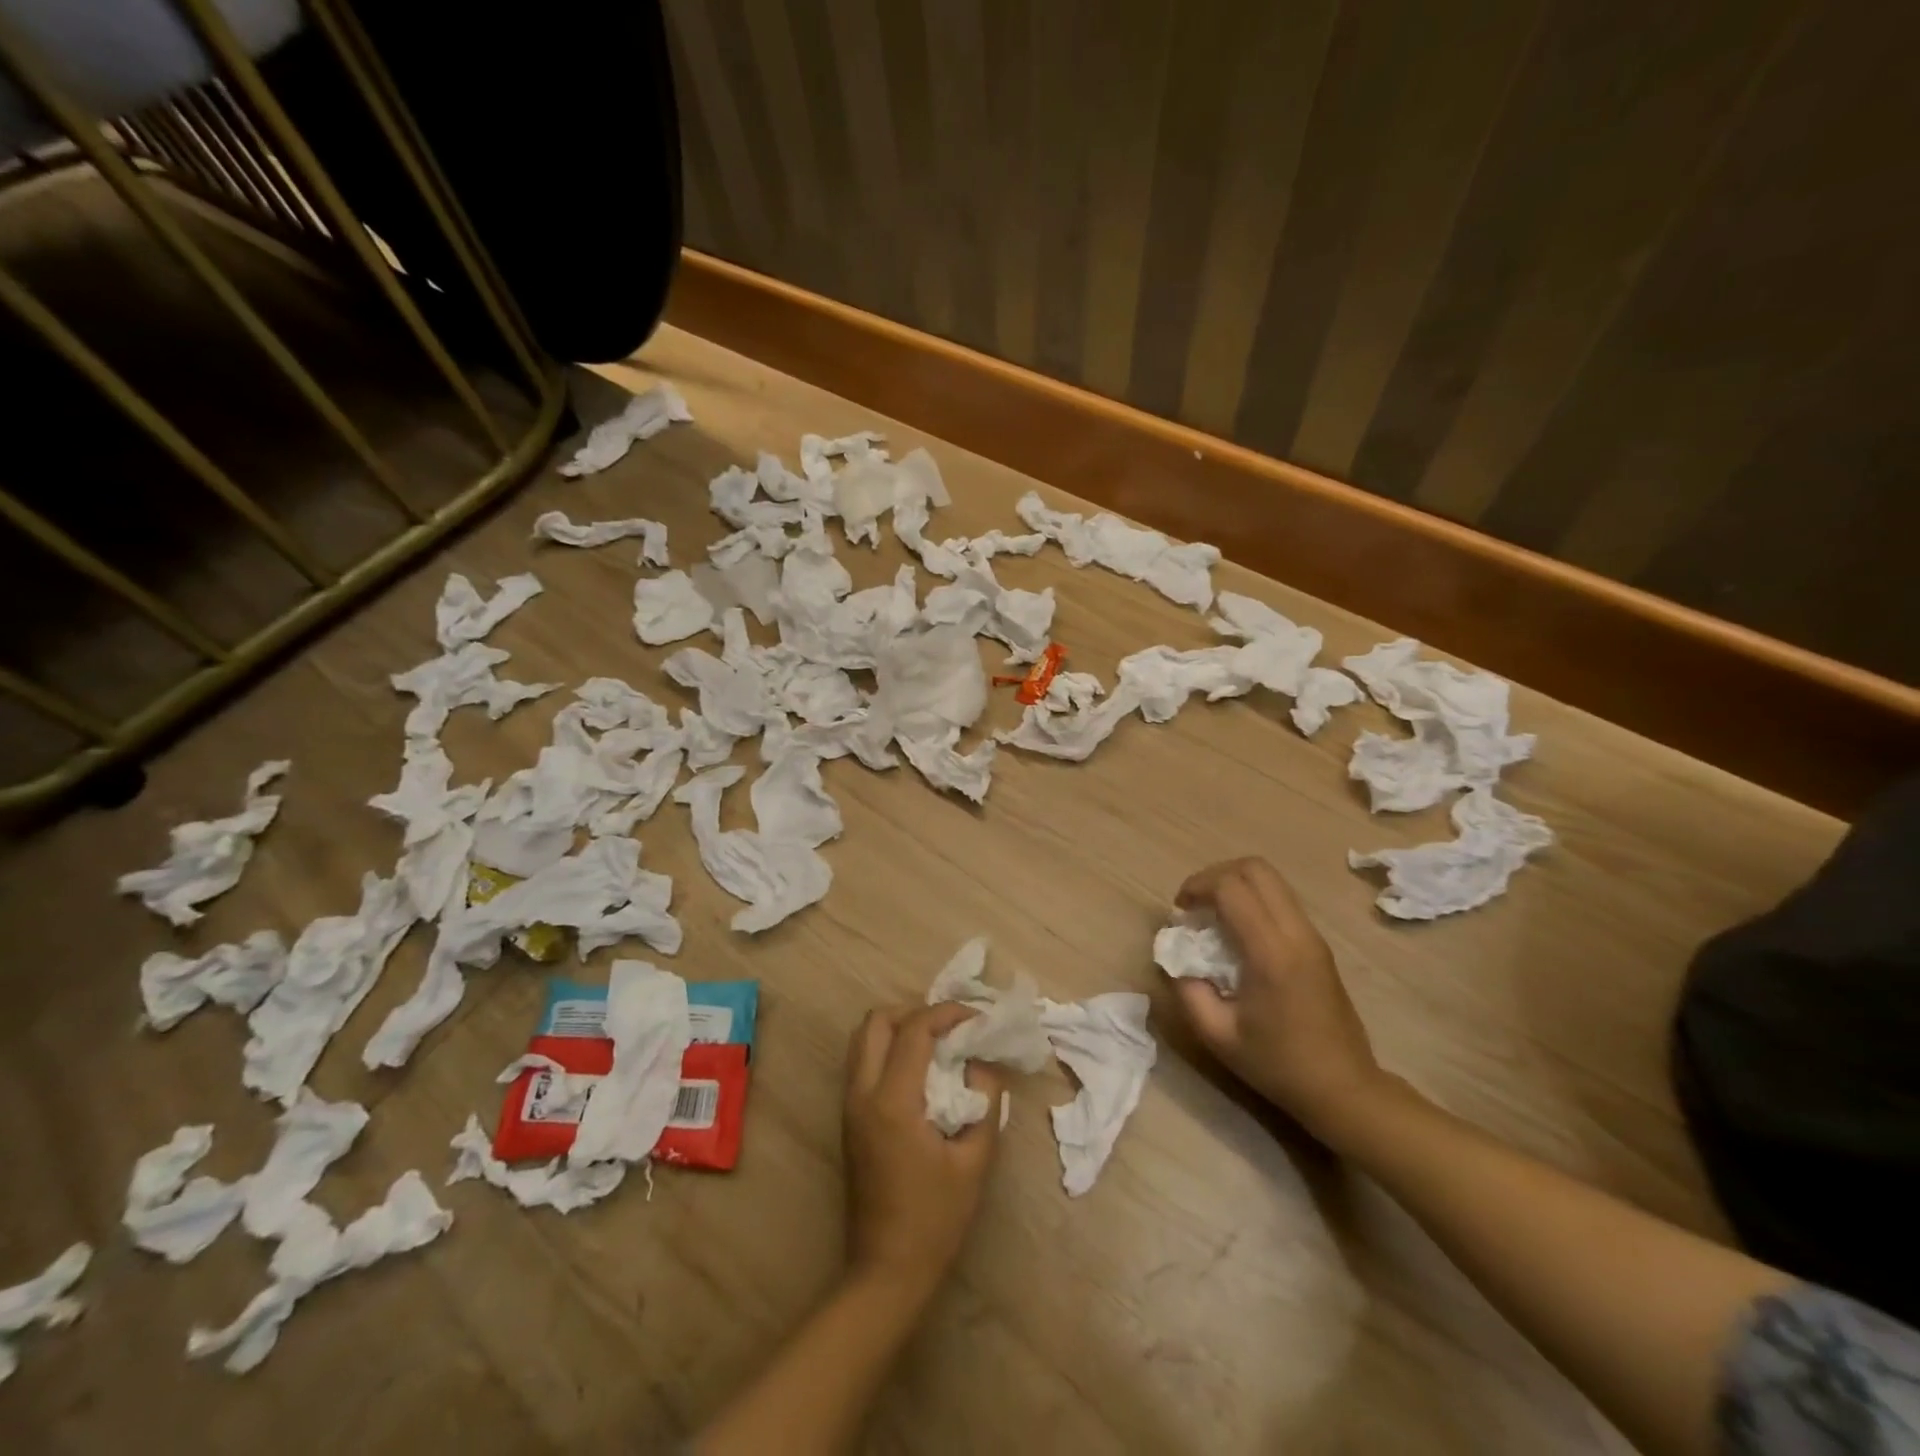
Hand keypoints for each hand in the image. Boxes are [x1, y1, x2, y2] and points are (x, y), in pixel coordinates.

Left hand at [842, 1003, 1001, 1295]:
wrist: (886, 1271)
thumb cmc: (935, 1219)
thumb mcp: (975, 1161)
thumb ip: (985, 1101)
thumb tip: (984, 1063)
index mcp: (892, 1101)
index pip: (914, 1030)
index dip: (947, 1013)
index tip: (976, 1018)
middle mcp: (862, 1094)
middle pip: (876, 1021)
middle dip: (915, 1011)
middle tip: (950, 1028)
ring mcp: (849, 1106)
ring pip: (863, 1038)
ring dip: (898, 1028)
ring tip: (936, 1043)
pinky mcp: (849, 1119)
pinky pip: (862, 1062)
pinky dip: (888, 1048)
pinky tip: (919, 1070)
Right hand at [1171, 858, 1388, 1143]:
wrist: (1344, 1089)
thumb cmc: (1278, 1065)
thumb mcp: (1217, 1035)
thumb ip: (1187, 989)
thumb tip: (1176, 956)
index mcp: (1271, 953)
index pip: (1231, 888)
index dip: (1197, 887)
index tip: (1180, 912)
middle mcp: (1296, 933)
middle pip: (1255, 868)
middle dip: (1216, 875)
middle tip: (1195, 904)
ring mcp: (1312, 936)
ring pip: (1272, 879)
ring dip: (1235, 885)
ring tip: (1213, 916)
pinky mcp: (1318, 944)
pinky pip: (1281, 900)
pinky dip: (1252, 900)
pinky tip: (1237, 933)